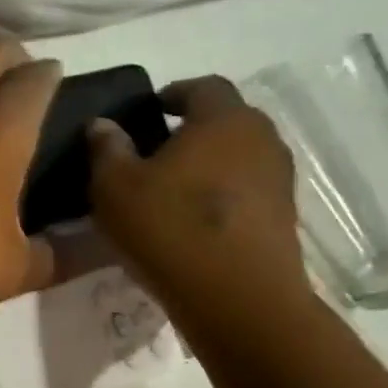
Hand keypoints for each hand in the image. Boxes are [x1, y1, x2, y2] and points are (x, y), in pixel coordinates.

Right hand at [87, 76, 307, 317]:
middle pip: (226, 121)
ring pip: (239, 158)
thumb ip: (107, 149)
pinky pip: (247, 193)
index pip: (203, 86)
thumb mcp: (114, 188)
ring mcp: (279, 180)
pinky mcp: (284, 218)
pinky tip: (194, 223)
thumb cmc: (170, 229)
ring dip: (210, 166)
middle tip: (155, 152)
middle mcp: (261, 139)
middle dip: (193, 130)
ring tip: (173, 191)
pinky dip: (222, 197)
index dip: (174, 93)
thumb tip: (102, 124)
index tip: (150, 111)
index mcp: (223, 119)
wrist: (238, 300)